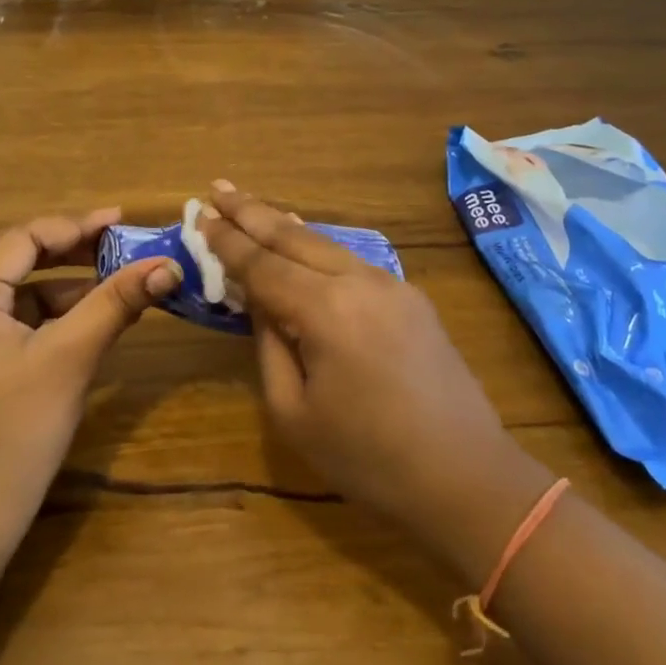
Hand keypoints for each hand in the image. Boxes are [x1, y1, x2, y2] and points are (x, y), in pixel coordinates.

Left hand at [0, 209, 181, 546]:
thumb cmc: (15, 432)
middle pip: (14, 256)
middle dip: (68, 247)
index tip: (122, 221)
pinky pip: (12, 317)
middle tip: (117, 241)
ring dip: (62, 280)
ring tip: (112, 277)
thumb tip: (168, 265)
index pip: (22, 239)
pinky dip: (50, 311)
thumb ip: (115, 303)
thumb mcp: (70, 359)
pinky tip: (86, 318)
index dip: (74, 226)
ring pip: (15, 288)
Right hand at [199, 184, 542, 572]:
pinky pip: (352, 262)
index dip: (227, 241)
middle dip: (252, 212)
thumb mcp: (294, 412)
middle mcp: (360, 281)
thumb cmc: (367, 457)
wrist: (465, 476)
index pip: (262, 264)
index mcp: (325, 309)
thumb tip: (259, 302)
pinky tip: (303, 243)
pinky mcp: (411, 299)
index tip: (200, 215)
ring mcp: (392, 285)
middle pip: (294, 238)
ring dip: (285, 225)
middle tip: (217, 188)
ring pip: (326, 245)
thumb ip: (269, 346)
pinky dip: (318, 249)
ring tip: (251, 206)